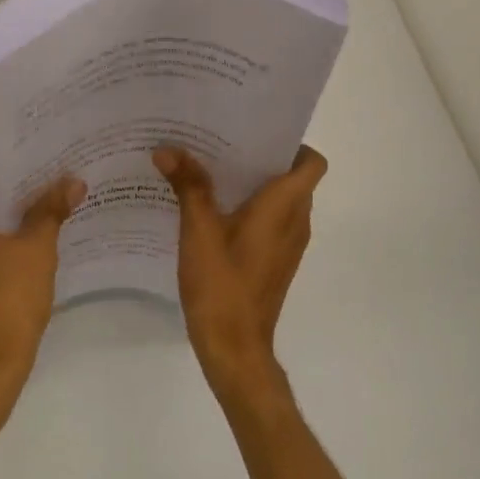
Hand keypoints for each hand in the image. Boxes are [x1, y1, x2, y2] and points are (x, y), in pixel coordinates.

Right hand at [153, 145, 327, 402]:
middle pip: (292, 177)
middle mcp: (296, 221)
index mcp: (285, 206)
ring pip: (280, 201)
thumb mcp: (198, 229)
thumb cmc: (222, 283)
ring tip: (209, 170)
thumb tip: (168, 149)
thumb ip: (188, 185)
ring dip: (252, 184)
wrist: (234, 346)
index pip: (311, 162)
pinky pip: (269, 222)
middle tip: (219, 142)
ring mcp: (288, 245)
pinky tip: (210, 210)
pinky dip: (248, 209)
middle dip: (260, 157)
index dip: (291, 143)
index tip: (254, 132)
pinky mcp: (274, 261)